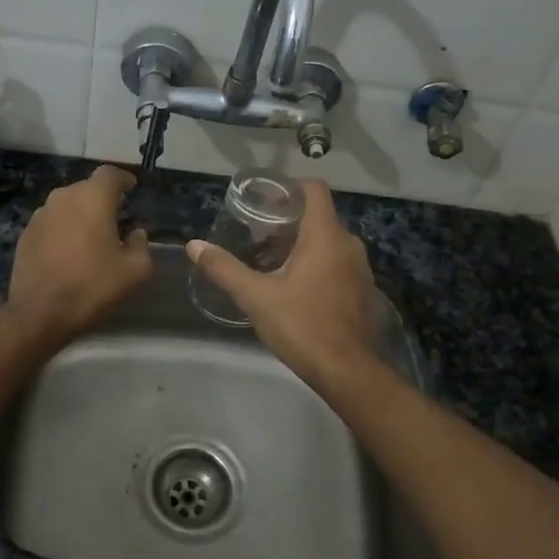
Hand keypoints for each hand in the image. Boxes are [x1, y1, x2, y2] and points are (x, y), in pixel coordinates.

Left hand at [8, 165, 152, 338]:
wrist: (40, 313)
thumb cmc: (93, 286)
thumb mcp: (135, 270)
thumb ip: (141, 244)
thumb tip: (135, 234)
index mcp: (92, 198)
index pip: (110, 173)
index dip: (123, 179)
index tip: (132, 189)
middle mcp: (63, 197)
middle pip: (87, 188)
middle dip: (103, 199)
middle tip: (116, 219)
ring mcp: (40, 215)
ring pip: (67, 205)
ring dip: (81, 215)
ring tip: (92, 238)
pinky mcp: (25, 234)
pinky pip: (51, 223)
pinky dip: (63, 230)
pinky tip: (69, 253)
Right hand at [187, 179, 382, 386]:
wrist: (348, 371)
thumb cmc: (302, 325)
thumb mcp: (256, 297)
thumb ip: (225, 269)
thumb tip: (194, 245)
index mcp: (325, 235)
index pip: (315, 189)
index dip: (290, 187)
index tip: (266, 199)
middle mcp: (349, 244)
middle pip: (320, 216)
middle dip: (290, 220)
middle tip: (259, 234)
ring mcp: (360, 268)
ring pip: (330, 242)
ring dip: (305, 244)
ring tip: (273, 260)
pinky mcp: (364, 290)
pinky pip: (339, 264)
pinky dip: (320, 265)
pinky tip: (298, 287)